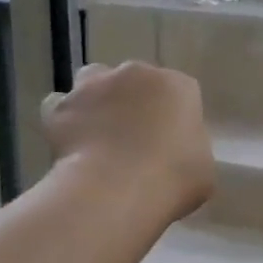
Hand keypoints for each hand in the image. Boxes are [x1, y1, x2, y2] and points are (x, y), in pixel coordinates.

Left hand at [42, 61, 213, 222]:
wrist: (118, 188)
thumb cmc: (174, 179)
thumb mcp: (202, 169)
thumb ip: (190, 150)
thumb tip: (177, 153)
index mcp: (178, 87)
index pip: (178, 92)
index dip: (171, 116)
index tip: (168, 142)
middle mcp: (137, 74)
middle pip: (134, 80)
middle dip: (133, 101)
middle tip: (132, 138)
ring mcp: (96, 85)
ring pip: (94, 81)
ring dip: (96, 99)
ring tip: (97, 133)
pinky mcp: (62, 105)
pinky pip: (59, 106)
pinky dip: (64, 120)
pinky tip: (69, 144)